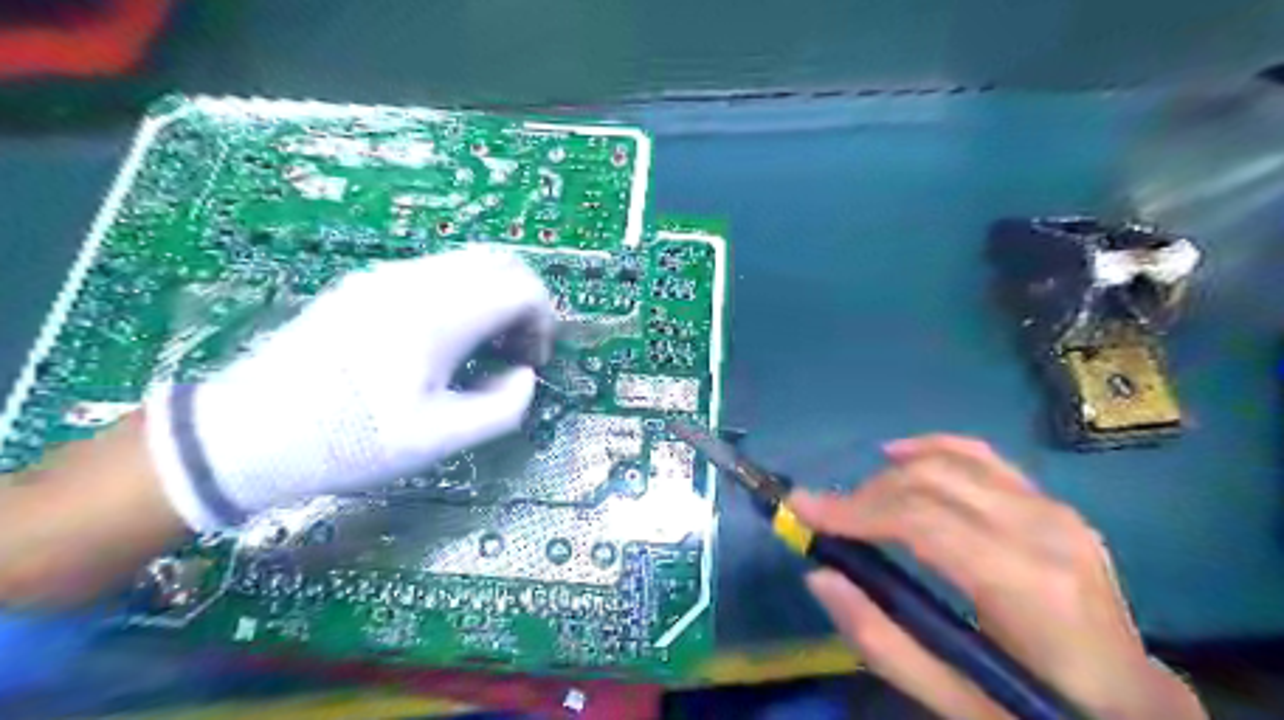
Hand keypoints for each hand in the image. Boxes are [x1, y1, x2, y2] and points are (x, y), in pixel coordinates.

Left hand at [146, 248, 557, 534]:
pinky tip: (444, 340)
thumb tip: (524, 374)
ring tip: (483, 349)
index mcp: (438, 315)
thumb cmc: (349, 441)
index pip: (522, 287)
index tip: (534, 360)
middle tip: (515, 352)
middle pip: (500, 264)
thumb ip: (503, 407)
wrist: (247, 434)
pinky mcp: (365, 285)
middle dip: (524, 304)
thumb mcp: (438, 441)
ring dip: (493, 298)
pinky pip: (435, 273)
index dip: (544, 321)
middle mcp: (416, 281)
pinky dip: (462, 297)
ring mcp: (386, 277)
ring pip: (468, 264)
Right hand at [795, 435, 1203, 715]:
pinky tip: (898, 453)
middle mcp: (1044, 530)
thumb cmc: (1039, 709)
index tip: (801, 509)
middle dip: (864, 493)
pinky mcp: (1051, 503)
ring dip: (889, 476)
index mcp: (1027, 585)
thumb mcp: (956, 701)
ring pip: (950, 461)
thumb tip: (819, 575)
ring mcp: (1053, 509)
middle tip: (824, 516)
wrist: (1134, 706)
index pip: (920, 520)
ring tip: (856, 502)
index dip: (853, 509)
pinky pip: (981, 455)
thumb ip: (882, 642)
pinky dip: (933, 447)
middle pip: (929, 483)